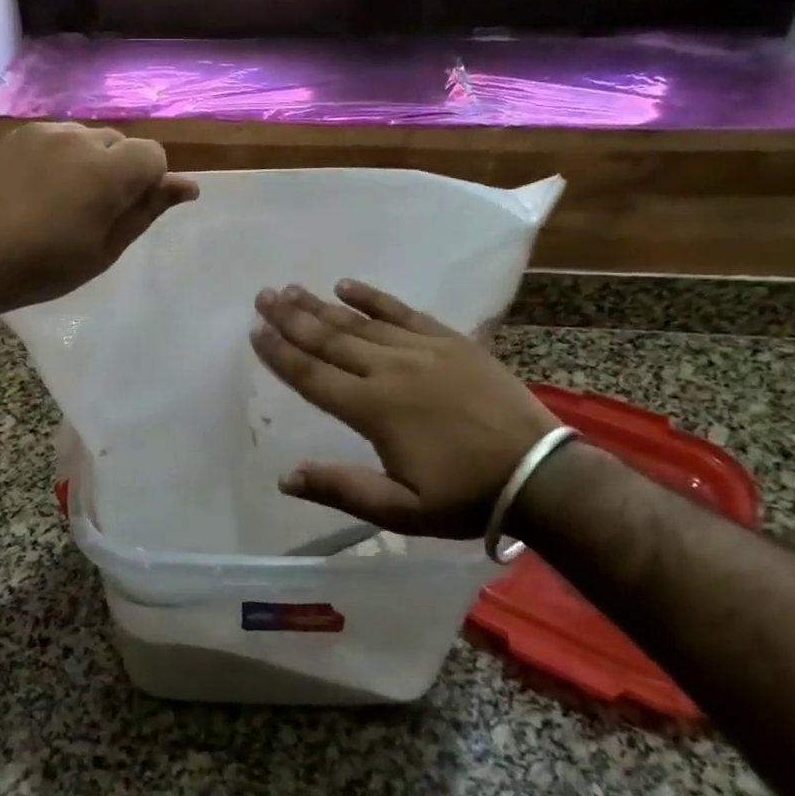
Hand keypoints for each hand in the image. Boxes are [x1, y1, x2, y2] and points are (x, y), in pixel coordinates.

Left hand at [0, 122, 198, 313]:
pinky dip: (61, 158)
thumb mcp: (104, 250)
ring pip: (88, 138)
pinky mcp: (17, 136)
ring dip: (90, 162)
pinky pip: (57, 138)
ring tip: (63, 201)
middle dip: (119, 171)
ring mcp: (43, 133)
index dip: (149, 182)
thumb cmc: (42, 267)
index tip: (127, 212)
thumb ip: (146, 211)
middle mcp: (78, 139)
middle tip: (94, 213)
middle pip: (120, 143)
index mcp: (106, 171)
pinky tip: (39, 190)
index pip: (153, 154)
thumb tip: (187, 186)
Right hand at [250, 281, 559, 537]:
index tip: (255, 332)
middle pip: (330, 340)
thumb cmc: (464, 496)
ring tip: (293, 289)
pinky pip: (404, 312)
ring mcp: (423, 351)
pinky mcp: (451, 341)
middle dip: (292, 318)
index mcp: (374, 410)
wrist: (539, 474)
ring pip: (361, 323)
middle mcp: (390, 371)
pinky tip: (348, 285)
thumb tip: (285, 477)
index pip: (313, 376)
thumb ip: (341, 489)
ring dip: (322, 306)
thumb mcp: (400, 510)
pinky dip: (374, 298)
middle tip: (264, 296)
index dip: (280, 354)